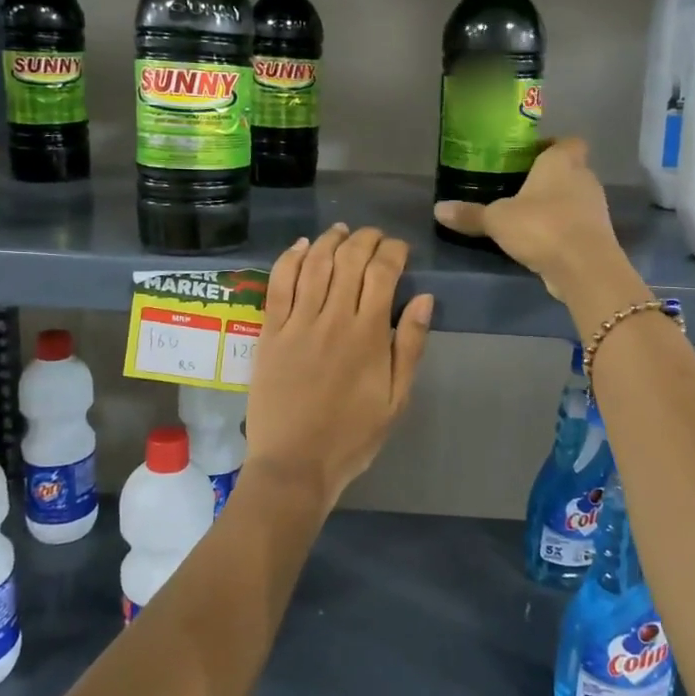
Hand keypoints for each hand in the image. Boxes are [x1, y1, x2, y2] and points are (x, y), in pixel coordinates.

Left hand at [245, 225, 433, 510]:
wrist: (295, 464)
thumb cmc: (352, 436)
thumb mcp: (396, 400)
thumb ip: (409, 346)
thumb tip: (424, 298)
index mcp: (368, 335)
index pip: (382, 272)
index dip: (393, 251)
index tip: (399, 249)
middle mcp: (333, 319)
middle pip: (349, 260)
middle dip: (365, 239)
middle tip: (373, 236)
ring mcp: (297, 323)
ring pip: (314, 264)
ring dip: (329, 240)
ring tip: (340, 231)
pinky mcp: (270, 332)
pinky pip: (278, 284)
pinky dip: (289, 259)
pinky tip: (300, 246)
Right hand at [432, 139, 624, 300]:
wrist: (584, 267)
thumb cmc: (541, 226)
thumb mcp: (497, 220)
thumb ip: (470, 213)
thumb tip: (438, 209)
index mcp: (561, 162)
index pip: (567, 141)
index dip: (551, 146)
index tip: (529, 157)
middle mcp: (584, 178)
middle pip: (570, 169)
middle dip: (549, 178)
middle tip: (519, 188)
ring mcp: (595, 207)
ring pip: (575, 197)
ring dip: (556, 204)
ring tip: (526, 216)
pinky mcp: (598, 235)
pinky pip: (577, 223)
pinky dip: (562, 228)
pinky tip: (540, 240)